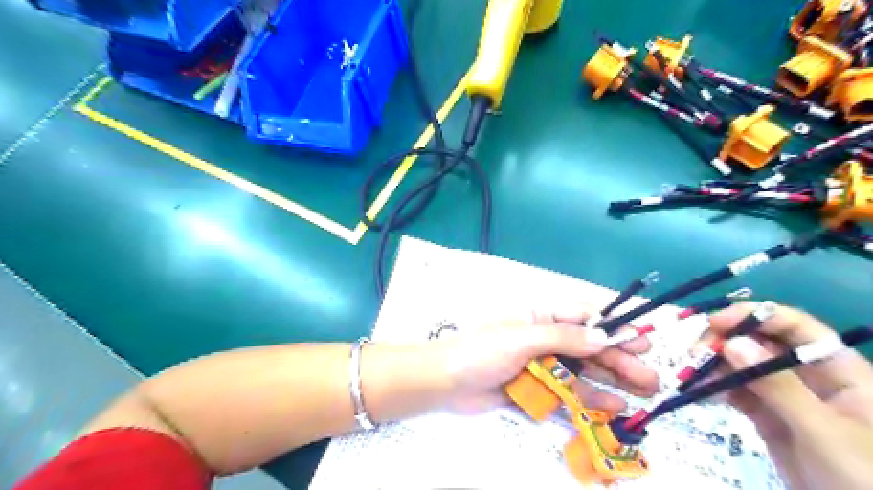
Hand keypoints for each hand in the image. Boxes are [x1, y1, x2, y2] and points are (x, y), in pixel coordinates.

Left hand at [432, 307, 658, 414]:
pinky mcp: (538, 390)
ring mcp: (542, 366)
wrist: (446, 383)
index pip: (583, 318)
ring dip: (612, 381)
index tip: (640, 341)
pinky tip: (613, 407)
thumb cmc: (482, 351)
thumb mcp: (522, 338)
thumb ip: (563, 338)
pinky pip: (569, 393)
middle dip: (619, 359)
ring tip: (644, 392)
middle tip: (651, 376)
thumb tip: (603, 336)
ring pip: (583, 372)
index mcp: (540, 317)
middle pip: (588, 348)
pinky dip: (590, 399)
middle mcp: (545, 339)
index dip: (612, 328)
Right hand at [709, 302, 871, 489]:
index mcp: (839, 371)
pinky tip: (698, 391)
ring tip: (690, 375)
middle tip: (695, 352)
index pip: (795, 327)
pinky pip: (737, 392)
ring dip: (714, 365)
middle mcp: (810, 377)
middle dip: (725, 342)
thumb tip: (733, 343)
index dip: (755, 316)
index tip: (714, 322)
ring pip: (744, 366)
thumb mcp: (823, 430)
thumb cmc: (864, 478)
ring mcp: (787, 397)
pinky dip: (715, 388)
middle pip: (761, 342)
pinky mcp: (768, 417)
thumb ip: (779, 386)